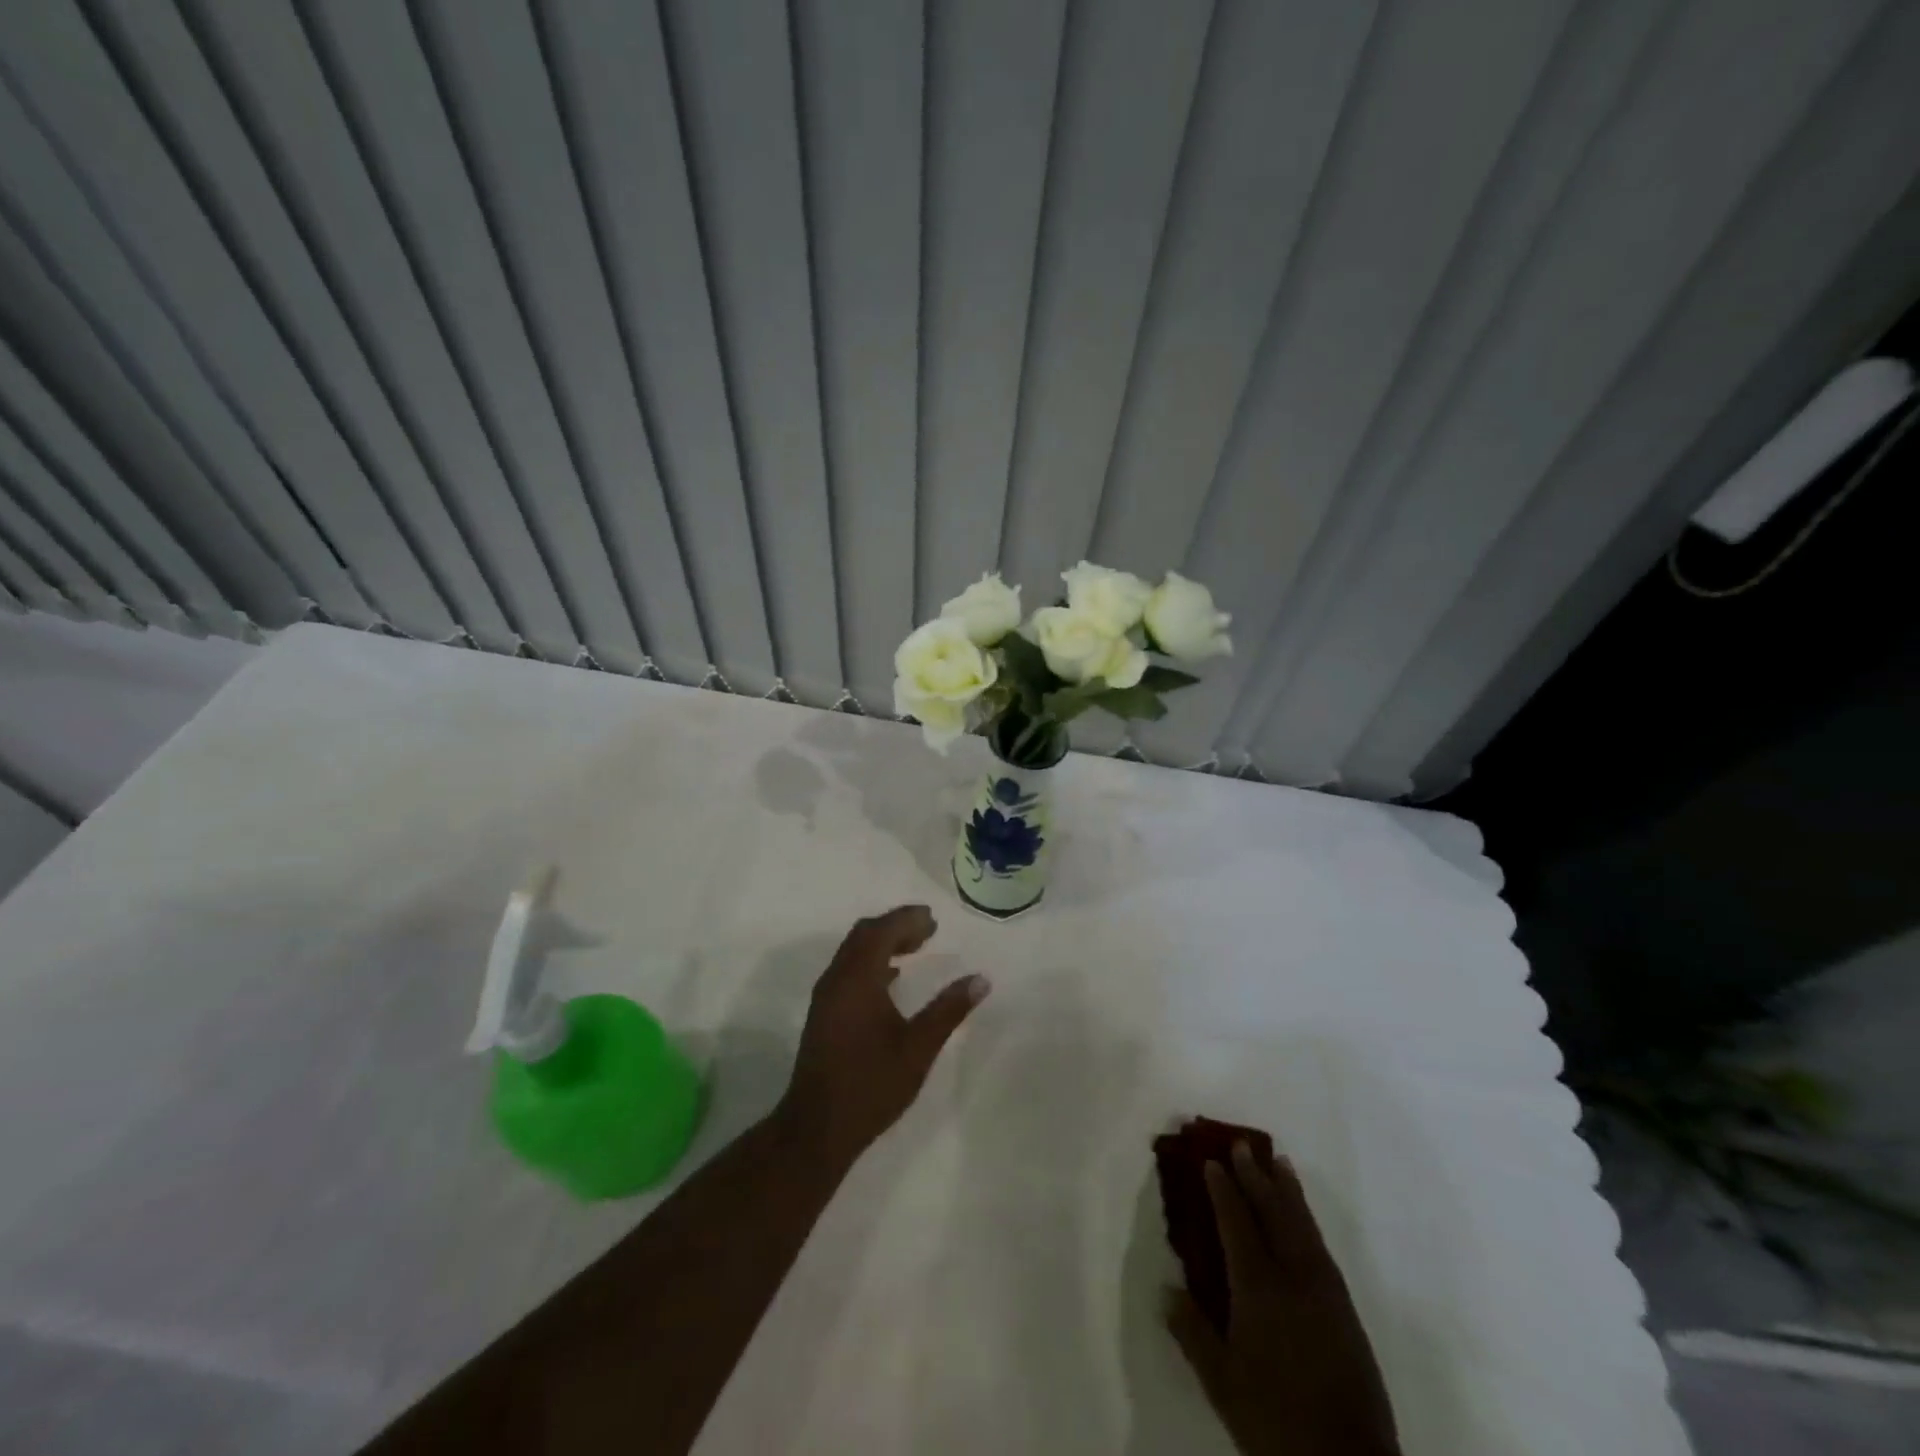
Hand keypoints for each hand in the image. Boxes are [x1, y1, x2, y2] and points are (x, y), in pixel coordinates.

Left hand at [779, 905, 989, 1169]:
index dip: (907, 919)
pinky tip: (891, 979)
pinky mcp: (824, 1013)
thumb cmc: (870, 1085)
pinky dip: (871, 962)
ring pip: (853, 952)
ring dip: (883, 943)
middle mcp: (837, 979)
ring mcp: (826, 997)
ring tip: (915, 948)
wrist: (816, 1128)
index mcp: (857, 979)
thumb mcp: (918, 1048)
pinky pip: (848, 970)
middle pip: (864, 935)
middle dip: (896, 926)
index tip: (933, 918)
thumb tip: (980, 979)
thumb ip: (948, 1010)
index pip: (881, 931)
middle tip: (928, 929)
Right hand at [1167, 1143, 1400, 1455]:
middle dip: (1256, 1177)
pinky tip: (1303, 1218)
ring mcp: (1325, 1292)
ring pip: (1303, 1225)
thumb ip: (1193, 1332)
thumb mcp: (1222, 1382)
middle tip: (1242, 1145)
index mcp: (1259, 1287)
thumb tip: (1167, 1290)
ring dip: (1288, 1191)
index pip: (1237, 1223)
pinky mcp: (1347, 1311)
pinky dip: (1308, 1220)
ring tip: (1279, 1162)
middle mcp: (1294, 1277)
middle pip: (1274, 1213)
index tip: (1211, 1161)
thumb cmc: (1275, 1419)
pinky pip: (1321, 1247)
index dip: (1223, 1190)